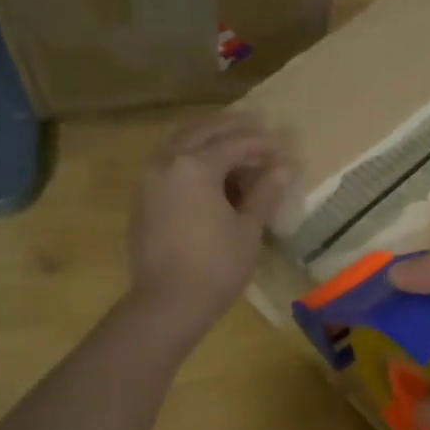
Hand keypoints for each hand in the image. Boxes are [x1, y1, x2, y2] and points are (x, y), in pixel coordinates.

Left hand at [128, 113, 289, 338]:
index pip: (236, 143)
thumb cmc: (216, 266)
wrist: (167, 304)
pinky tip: (209, 169)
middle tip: (260, 125)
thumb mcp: (248, 229)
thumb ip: (264, 192)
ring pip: (180, 142)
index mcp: (196, 165)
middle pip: (204, 131)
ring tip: (233, 141)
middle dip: (234, 127)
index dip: (264, 145)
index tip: (285, 149)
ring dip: (208, 136)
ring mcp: (150, 179)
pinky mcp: (143, 198)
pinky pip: (169, 162)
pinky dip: (190, 155)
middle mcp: (168, 162)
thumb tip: (283, 167)